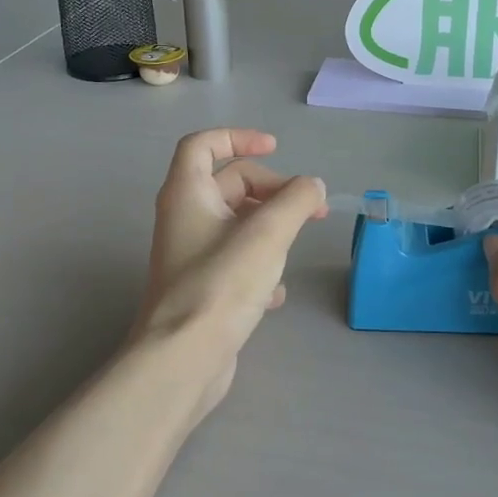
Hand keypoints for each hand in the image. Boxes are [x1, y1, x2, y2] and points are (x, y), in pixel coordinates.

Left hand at [134, 129, 327, 414]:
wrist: (184, 359)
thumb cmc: (222, 284)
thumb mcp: (268, 233)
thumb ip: (297, 201)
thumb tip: (314, 186)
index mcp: (187, 194)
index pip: (203, 145)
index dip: (239, 137)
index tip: (276, 149)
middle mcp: (183, 219)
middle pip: (228, 185)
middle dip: (271, 190)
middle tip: (309, 209)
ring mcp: (191, 257)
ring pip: (236, 226)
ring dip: (270, 228)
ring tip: (295, 247)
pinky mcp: (201, 290)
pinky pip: (235, 263)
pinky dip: (260, 267)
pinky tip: (276, 292)